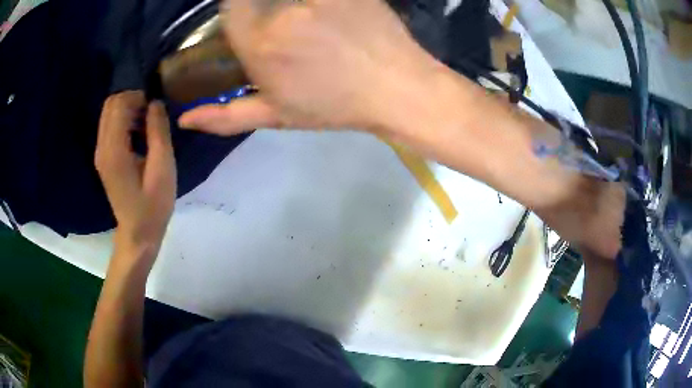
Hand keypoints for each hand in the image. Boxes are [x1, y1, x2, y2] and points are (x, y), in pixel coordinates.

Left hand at [95, 91, 176, 258]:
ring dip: (128, 110)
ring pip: (109, 113)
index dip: (138, 97)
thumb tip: (155, 103)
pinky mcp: (103, 158)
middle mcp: (102, 147)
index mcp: (114, 150)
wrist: (137, 233)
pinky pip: (110, 126)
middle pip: (110, 105)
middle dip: (131, 100)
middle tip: (151, 114)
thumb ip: (158, 132)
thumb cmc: (153, 205)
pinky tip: (138, 134)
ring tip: (146, 124)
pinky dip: (124, 121)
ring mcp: (100, 153)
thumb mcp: (163, 168)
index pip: (118, 105)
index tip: (155, 109)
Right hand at [178, 0, 437, 134]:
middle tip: (289, 31)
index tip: (248, 18)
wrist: (397, 88)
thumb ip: (226, 116)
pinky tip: (330, 18)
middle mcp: (283, 12)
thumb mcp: (277, 116)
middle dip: (264, 8)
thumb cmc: (336, 105)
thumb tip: (185, 119)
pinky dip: (319, 5)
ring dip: (290, 6)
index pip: (230, 5)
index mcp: (261, 43)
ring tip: (314, 30)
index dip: (238, 8)